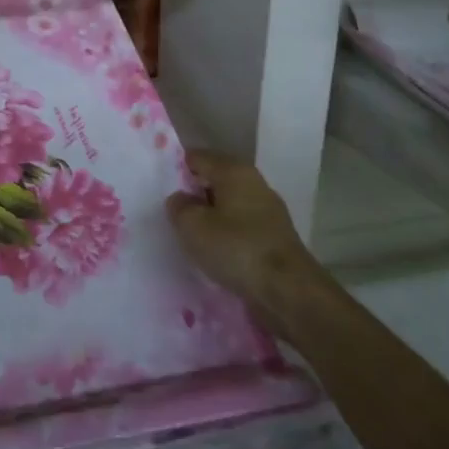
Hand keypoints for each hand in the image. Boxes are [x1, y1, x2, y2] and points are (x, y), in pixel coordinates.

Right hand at [165, 150, 317, 322]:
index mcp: (234, 170)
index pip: (197, 157)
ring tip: (191, 236)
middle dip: (194, 194)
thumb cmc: (236, 248)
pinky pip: (241, 226)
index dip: (176, 169)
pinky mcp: (275, 236)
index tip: (159, 189)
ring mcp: (268, 210)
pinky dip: (227, 234)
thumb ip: (179, 207)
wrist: (288, 291)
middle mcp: (254, 182)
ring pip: (229, 205)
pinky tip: (216, 252)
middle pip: (215, 180)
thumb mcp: (193, 226)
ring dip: (211, 217)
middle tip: (173, 214)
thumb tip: (180, 199)